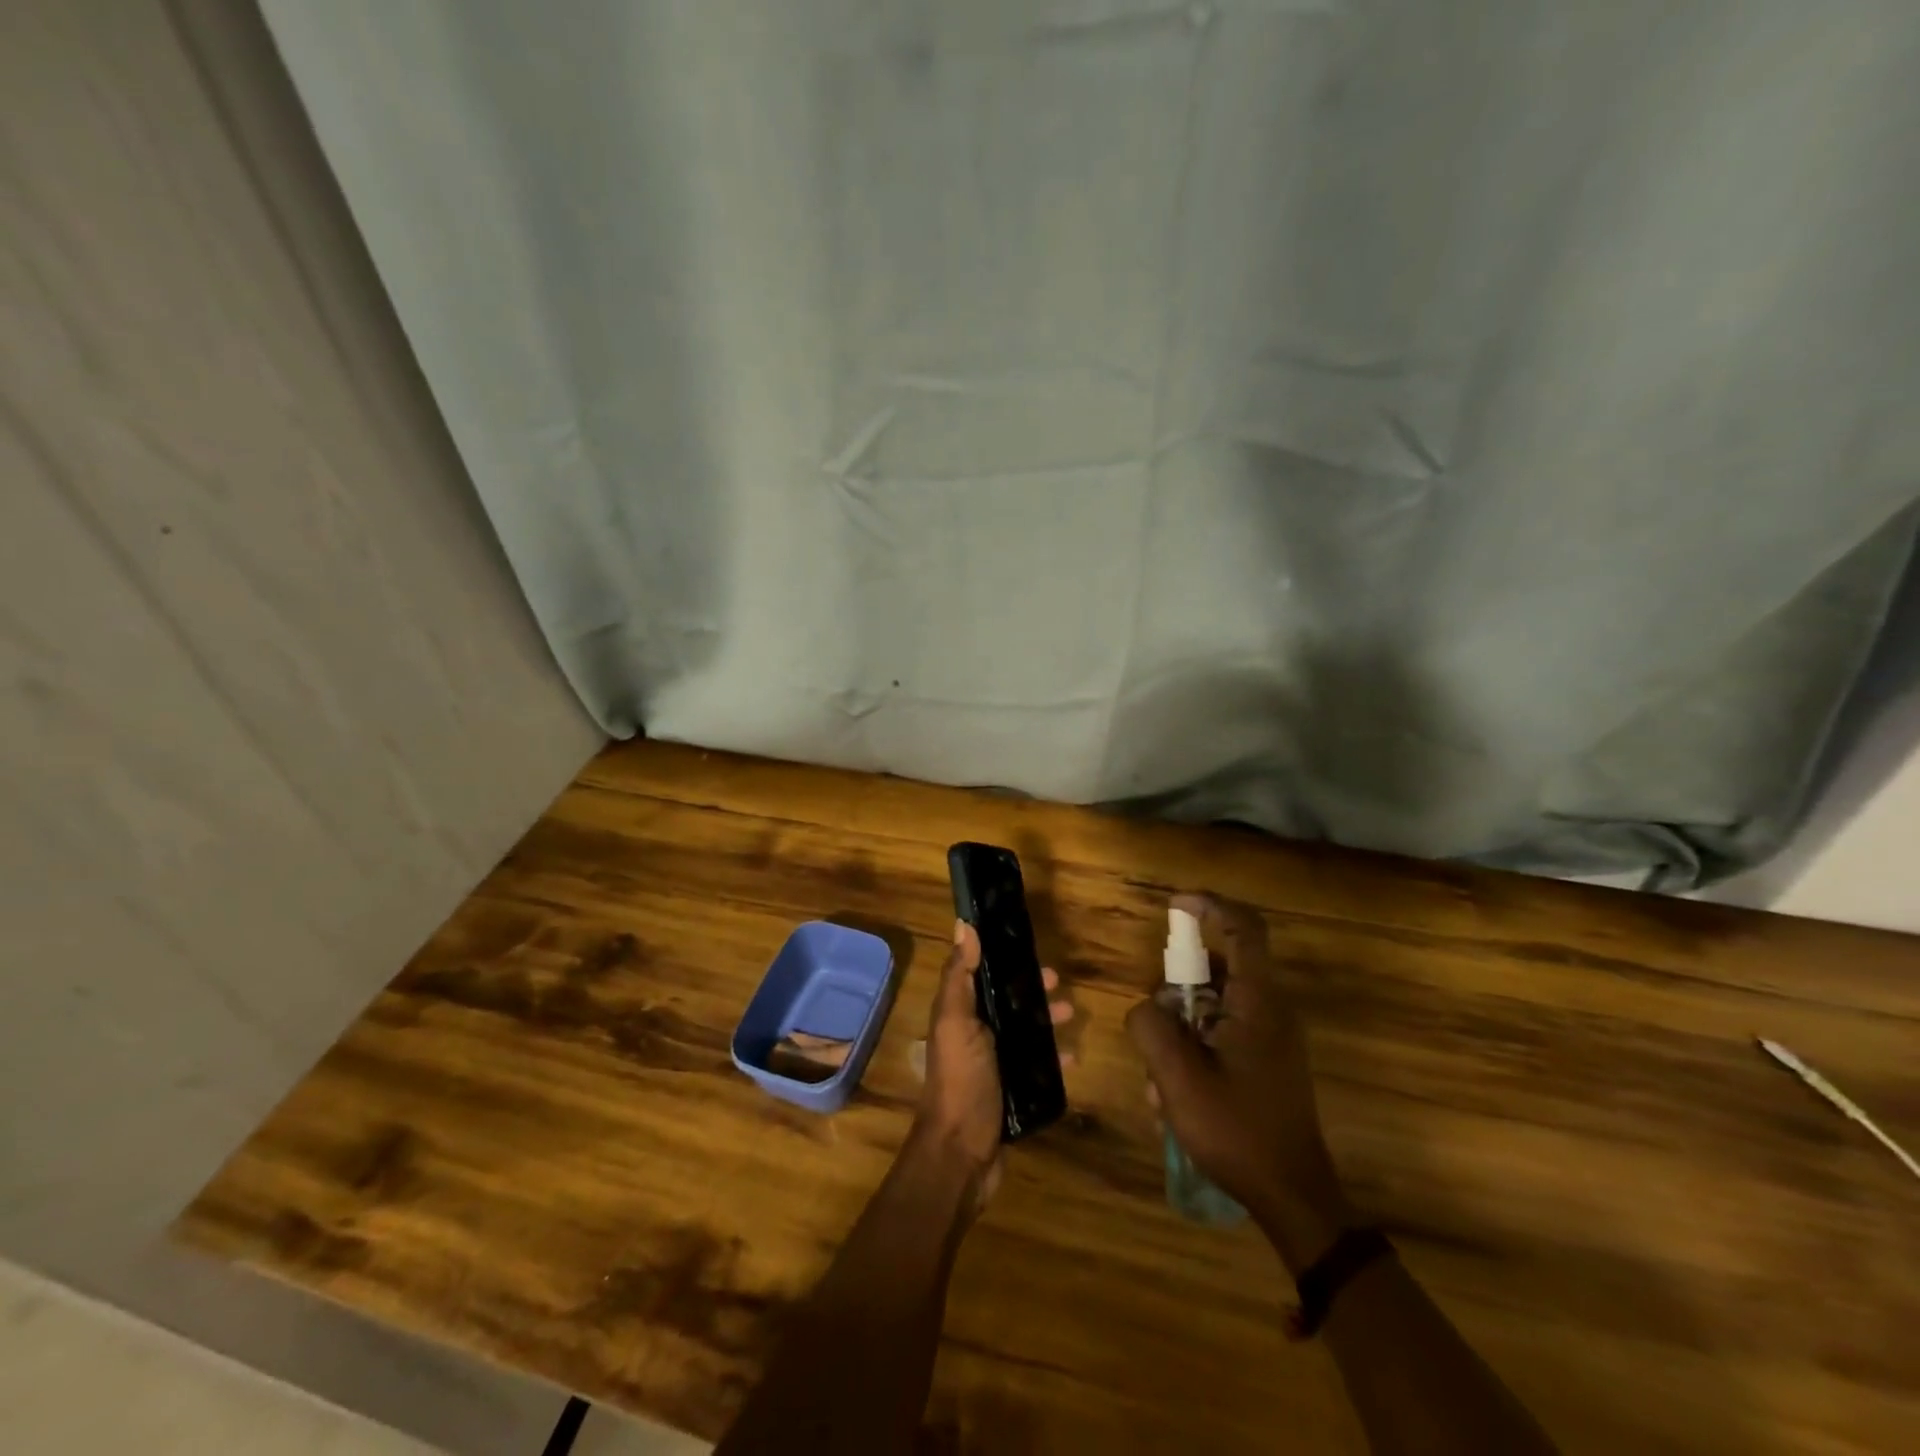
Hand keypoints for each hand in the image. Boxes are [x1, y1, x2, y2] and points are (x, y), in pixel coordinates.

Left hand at [913, 920, 1070, 1211]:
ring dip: (1046, 1020)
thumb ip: (959, 977)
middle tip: (1060, 983)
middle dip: (1031, 990)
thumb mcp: (956, 1022)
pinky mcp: (1011, 1092)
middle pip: (1006, 1003)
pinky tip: (1074, 1056)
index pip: (980, 975)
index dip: (1002, 958)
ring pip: (1024, 1032)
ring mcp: (994, 1066)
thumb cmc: (961, 1081)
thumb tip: (963, 925)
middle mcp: (974, 1035)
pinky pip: (1036, 1066)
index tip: (1028, 945)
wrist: (962, 1155)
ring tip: (1072, 1014)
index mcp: (959, 1015)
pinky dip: (1053, 1058)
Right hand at [1125, 894, 1351, 1268]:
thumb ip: (1151, 1026)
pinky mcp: (1267, 1062)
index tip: (1174, 906)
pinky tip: (1174, 1096)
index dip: (1209, 906)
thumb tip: (1147, 1007)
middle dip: (1177, 988)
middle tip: (1154, 1024)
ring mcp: (1272, 1038)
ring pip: (1214, 1005)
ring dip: (1180, 1028)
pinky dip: (1194, 1048)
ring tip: (1160, 1077)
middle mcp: (1271, 1010)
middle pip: (1219, 968)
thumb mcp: (1178, 1078)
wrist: (1293, 1198)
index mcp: (1258, 1002)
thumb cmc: (1237, 1131)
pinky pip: (1222, 1033)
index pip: (1243, 928)